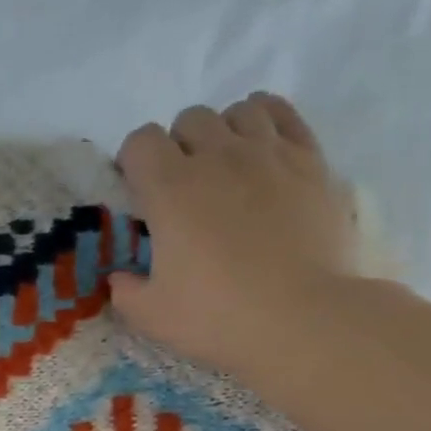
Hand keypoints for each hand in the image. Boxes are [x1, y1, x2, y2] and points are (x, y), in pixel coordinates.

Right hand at [110, 93, 357, 374]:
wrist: (301, 320)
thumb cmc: (216, 317)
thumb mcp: (150, 316)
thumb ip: (125, 291)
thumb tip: (120, 277)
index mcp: (170, 189)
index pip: (140, 141)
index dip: (133, 162)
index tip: (139, 194)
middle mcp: (217, 156)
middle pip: (189, 119)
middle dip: (178, 147)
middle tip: (184, 189)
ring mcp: (268, 153)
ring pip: (238, 111)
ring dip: (224, 133)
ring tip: (226, 169)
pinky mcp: (310, 160)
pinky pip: (283, 114)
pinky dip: (267, 123)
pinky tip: (263, 151)